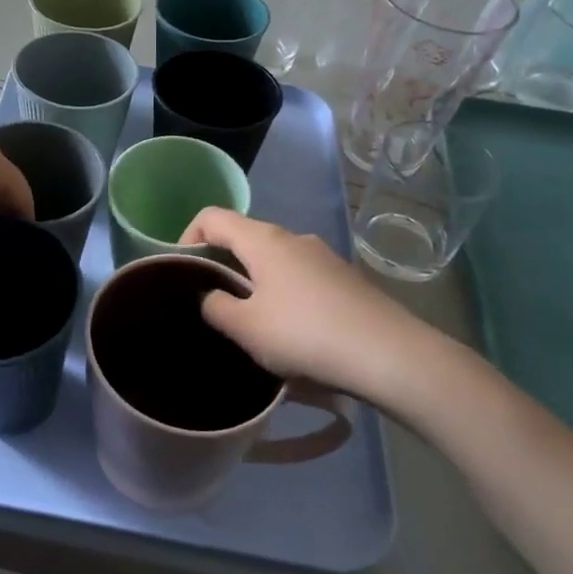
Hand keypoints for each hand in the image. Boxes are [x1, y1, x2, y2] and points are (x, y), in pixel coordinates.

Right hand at [180, 208, 467, 409]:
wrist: (391, 355)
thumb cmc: (306, 334)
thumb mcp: (246, 328)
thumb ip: (216, 307)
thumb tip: (211, 297)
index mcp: (263, 240)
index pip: (212, 217)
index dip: (187, 236)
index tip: (180, 270)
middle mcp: (293, 237)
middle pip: (245, 237)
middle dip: (223, 265)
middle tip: (213, 302)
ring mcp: (324, 256)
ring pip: (275, 260)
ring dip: (255, 283)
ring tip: (252, 323)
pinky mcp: (346, 279)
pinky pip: (301, 278)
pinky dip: (285, 294)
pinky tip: (293, 332)